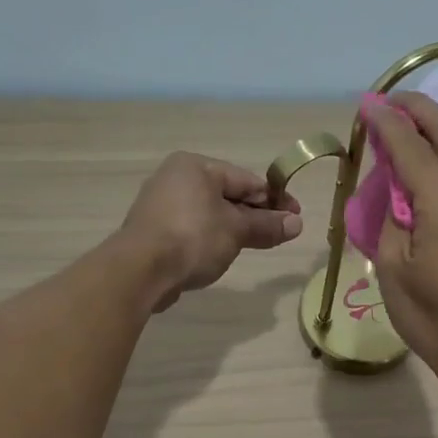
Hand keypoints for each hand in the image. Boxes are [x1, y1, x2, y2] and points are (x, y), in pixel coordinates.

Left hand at [119, 153, 302, 310]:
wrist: (140, 271)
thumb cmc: (193, 238)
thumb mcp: (237, 230)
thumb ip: (267, 225)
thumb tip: (297, 223)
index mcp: (195, 166)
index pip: (246, 179)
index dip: (274, 199)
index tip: (296, 217)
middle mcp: (175, 178)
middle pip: (228, 195)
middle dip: (255, 215)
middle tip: (281, 234)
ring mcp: (161, 205)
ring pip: (210, 214)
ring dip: (234, 229)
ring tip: (255, 246)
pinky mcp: (153, 231)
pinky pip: (193, 229)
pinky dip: (211, 239)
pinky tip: (221, 255)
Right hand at [364, 93, 437, 391]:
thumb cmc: (432, 321)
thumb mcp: (394, 270)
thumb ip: (391, 216)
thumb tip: (393, 183)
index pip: (412, 150)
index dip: (386, 123)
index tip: (366, 106)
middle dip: (417, 109)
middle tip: (388, 101)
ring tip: (410, 118)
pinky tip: (436, 150)